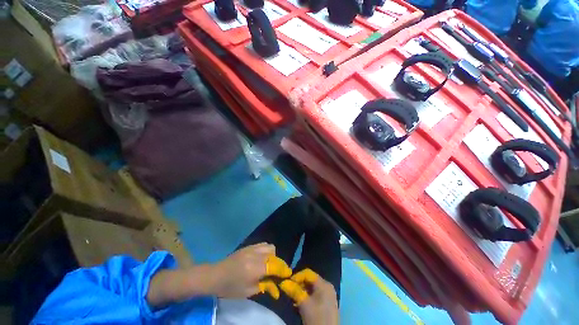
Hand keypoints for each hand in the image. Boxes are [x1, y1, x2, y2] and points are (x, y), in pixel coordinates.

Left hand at [211, 243, 291, 298]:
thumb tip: (277, 287)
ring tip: (269, 264)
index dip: (283, 270)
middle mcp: (255, 255)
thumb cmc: (230, 287)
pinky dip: (266, 250)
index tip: (288, 274)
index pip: (274, 266)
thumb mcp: (248, 292)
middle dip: (278, 263)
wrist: (216, 275)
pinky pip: (263, 244)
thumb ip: (264, 286)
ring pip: (269, 246)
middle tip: (277, 272)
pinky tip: (262, 258)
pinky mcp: (248, 246)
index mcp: (255, 268)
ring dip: (272, 255)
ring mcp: (251, 248)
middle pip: (274, 254)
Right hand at [280, 269, 338, 324]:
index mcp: (324, 284)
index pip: (308, 273)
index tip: (287, 282)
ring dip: (301, 291)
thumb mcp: (304, 304)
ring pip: (311, 288)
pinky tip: (299, 303)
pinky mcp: (326, 303)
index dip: (297, 276)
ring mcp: (328, 295)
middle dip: (298, 284)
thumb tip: (283, 282)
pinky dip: (306, 296)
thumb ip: (294, 291)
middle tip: (289, 290)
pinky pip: (314, 295)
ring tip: (292, 297)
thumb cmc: (316, 319)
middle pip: (310, 280)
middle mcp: (327, 286)